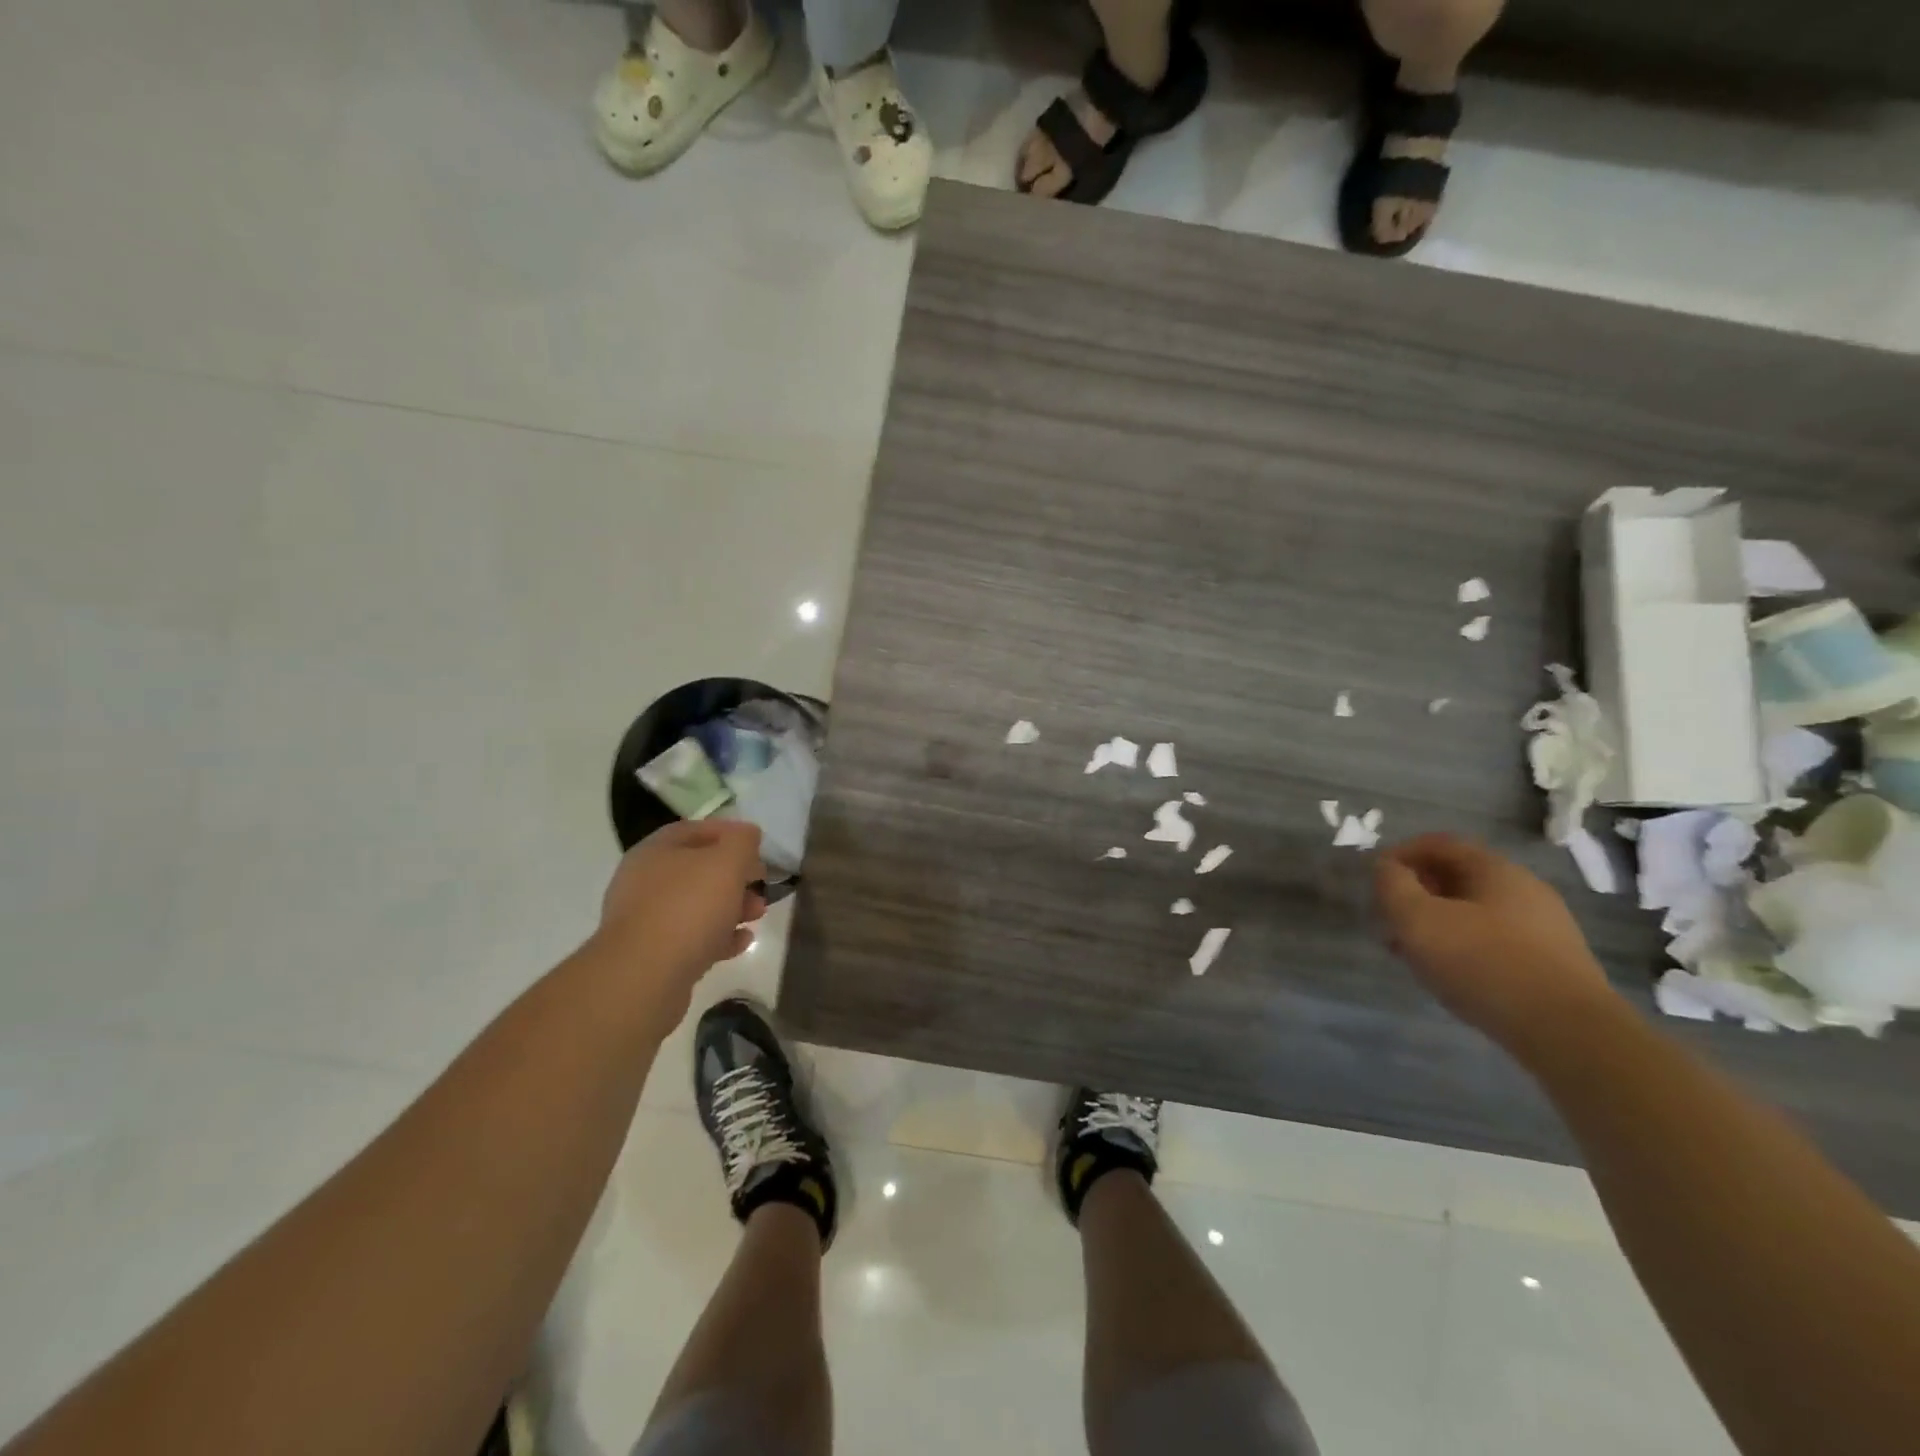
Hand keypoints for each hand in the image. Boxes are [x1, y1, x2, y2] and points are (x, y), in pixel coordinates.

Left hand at [594, 820, 766, 1019]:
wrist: (644, 977)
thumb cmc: (688, 907)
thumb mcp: (727, 862)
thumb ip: (742, 842)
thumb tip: (747, 834)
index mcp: (655, 851)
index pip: (695, 830)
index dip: (729, 833)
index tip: (758, 847)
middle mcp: (644, 881)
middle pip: (698, 870)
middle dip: (735, 876)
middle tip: (761, 884)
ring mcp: (646, 920)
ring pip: (696, 906)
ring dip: (731, 907)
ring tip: (758, 915)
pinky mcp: (653, 956)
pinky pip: (692, 938)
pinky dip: (719, 937)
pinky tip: (743, 942)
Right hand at [1375, 833, 1617, 1053]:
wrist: (1568, 1033)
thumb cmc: (1483, 963)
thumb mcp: (1416, 919)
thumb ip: (1391, 885)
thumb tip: (1386, 868)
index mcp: (1495, 869)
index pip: (1437, 844)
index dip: (1399, 855)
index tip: (1374, 880)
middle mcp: (1524, 889)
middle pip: (1455, 877)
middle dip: (1415, 893)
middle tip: (1387, 919)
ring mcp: (1544, 927)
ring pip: (1473, 911)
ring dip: (1435, 923)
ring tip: (1410, 952)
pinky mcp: (1551, 963)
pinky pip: (1493, 940)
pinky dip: (1462, 946)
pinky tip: (1448, 974)